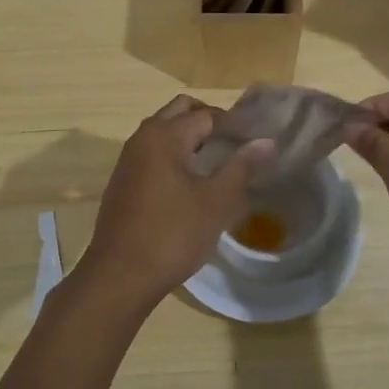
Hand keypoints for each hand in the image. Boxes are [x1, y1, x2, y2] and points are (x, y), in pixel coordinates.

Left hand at [72, 96, 272, 310]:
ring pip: (164, 131)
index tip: (257, 143)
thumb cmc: (172, 234)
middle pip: (181, 112)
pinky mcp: (124, 180)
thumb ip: (242, 167)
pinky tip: (192, 184)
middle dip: (210, 122)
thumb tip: (267, 141)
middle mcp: (143, 137)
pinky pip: (153, 153)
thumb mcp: (215, 202)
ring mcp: (129, 159)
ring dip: (191, 138)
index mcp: (164, 135)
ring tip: (220, 164)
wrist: (120, 275)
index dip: (235, 126)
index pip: (207, 115)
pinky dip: (174, 155)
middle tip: (237, 147)